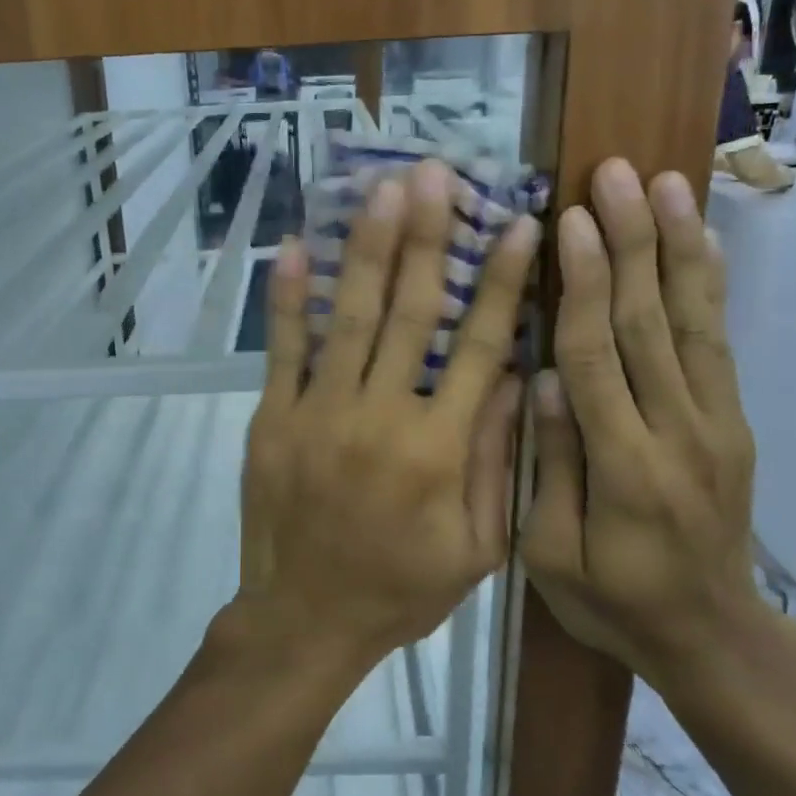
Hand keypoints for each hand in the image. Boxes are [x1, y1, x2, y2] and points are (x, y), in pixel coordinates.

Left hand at [237, 160, 538, 666]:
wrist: (305, 619)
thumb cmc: (400, 589)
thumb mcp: (475, 547)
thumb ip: (496, 461)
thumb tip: (515, 378)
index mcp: (439, 448)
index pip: (480, 347)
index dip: (504, 282)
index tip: (521, 226)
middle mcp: (381, 415)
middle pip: (412, 311)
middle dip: (429, 239)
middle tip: (437, 175)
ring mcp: (319, 411)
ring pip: (350, 316)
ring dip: (369, 248)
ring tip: (383, 190)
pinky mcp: (274, 418)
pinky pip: (283, 349)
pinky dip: (288, 297)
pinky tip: (295, 247)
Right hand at [522, 159, 766, 683]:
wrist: (714, 638)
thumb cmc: (615, 602)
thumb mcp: (553, 557)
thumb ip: (551, 466)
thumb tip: (544, 378)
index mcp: (626, 469)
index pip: (599, 358)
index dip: (584, 285)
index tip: (570, 221)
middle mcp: (680, 432)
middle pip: (651, 323)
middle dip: (632, 242)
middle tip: (616, 175)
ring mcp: (716, 423)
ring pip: (694, 321)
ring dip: (678, 246)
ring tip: (667, 184)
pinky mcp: (733, 420)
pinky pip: (719, 343)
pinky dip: (710, 285)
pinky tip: (700, 239)